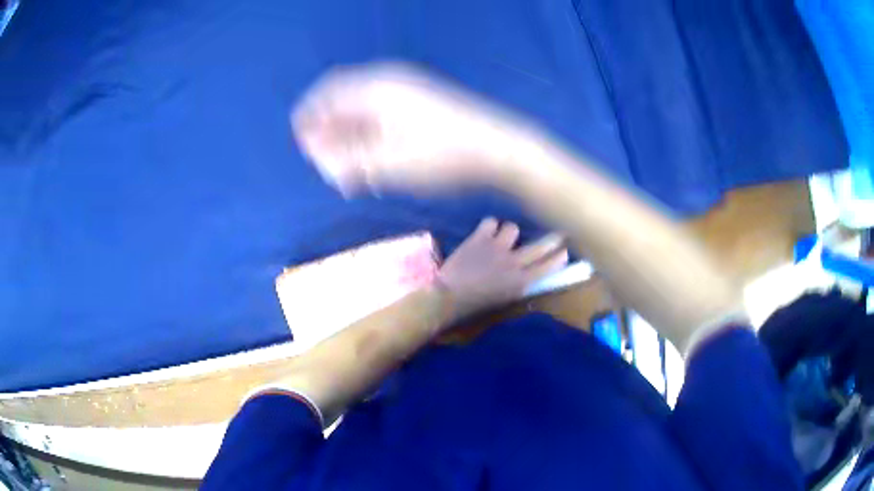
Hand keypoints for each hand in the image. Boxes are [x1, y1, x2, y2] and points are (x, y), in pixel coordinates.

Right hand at [291, 63, 527, 195]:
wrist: (496, 146)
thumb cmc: (442, 155)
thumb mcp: (388, 163)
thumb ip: (347, 160)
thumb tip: (319, 158)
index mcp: (373, 88)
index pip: (325, 96)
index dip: (308, 122)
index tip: (307, 151)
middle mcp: (386, 80)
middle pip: (341, 101)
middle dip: (329, 133)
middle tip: (331, 166)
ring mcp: (404, 88)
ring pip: (360, 108)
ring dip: (349, 136)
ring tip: (352, 169)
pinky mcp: (417, 100)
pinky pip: (379, 112)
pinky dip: (368, 133)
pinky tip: (373, 158)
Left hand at [438, 218, 568, 320]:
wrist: (447, 296)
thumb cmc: (474, 305)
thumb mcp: (503, 300)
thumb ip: (516, 286)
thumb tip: (526, 276)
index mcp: (520, 283)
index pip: (547, 267)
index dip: (558, 258)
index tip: (565, 251)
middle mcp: (513, 263)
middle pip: (539, 246)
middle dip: (552, 240)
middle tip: (558, 234)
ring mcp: (497, 248)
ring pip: (513, 228)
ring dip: (509, 233)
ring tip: (501, 238)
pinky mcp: (480, 238)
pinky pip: (492, 222)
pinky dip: (489, 227)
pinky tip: (485, 233)